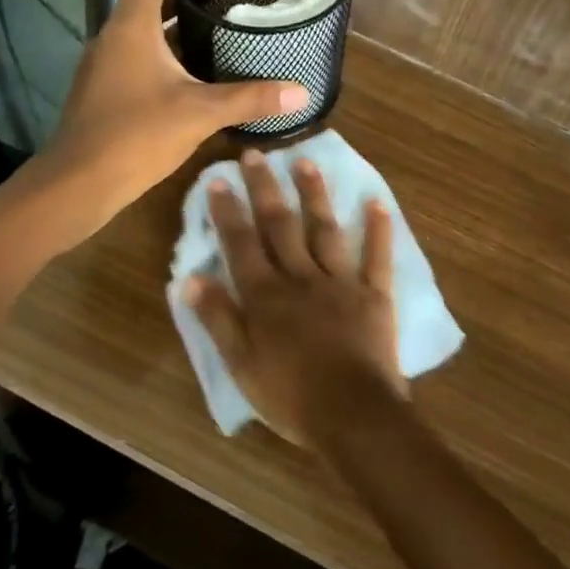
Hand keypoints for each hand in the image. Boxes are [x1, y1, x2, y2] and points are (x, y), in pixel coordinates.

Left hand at [41, 0, 307, 236]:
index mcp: (131, 26)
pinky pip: (141, 56)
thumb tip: (301, 91)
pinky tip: (199, 70)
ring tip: (225, 25)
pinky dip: (168, 54)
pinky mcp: (107, 89)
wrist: (78, 185)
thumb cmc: (136, 135)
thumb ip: (251, 98)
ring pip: (146, 31)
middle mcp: (114, 36)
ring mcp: (107, 64)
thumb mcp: (201, 113)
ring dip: (180, 26)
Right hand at [185, 149, 406, 447]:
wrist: (353, 415)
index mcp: (266, 296)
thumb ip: (218, 319)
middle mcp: (301, 277)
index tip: (219, 177)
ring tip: (305, 162)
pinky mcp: (374, 293)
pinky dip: (378, 228)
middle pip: (280, 225)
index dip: (228, 211)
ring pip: (324, 229)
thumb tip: (191, 278)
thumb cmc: (291, 396)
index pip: (241, 244)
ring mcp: (341, 281)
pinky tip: (377, 201)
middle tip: (257, 153)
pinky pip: (377, 255)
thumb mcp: (241, 364)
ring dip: (314, 194)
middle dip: (266, 188)